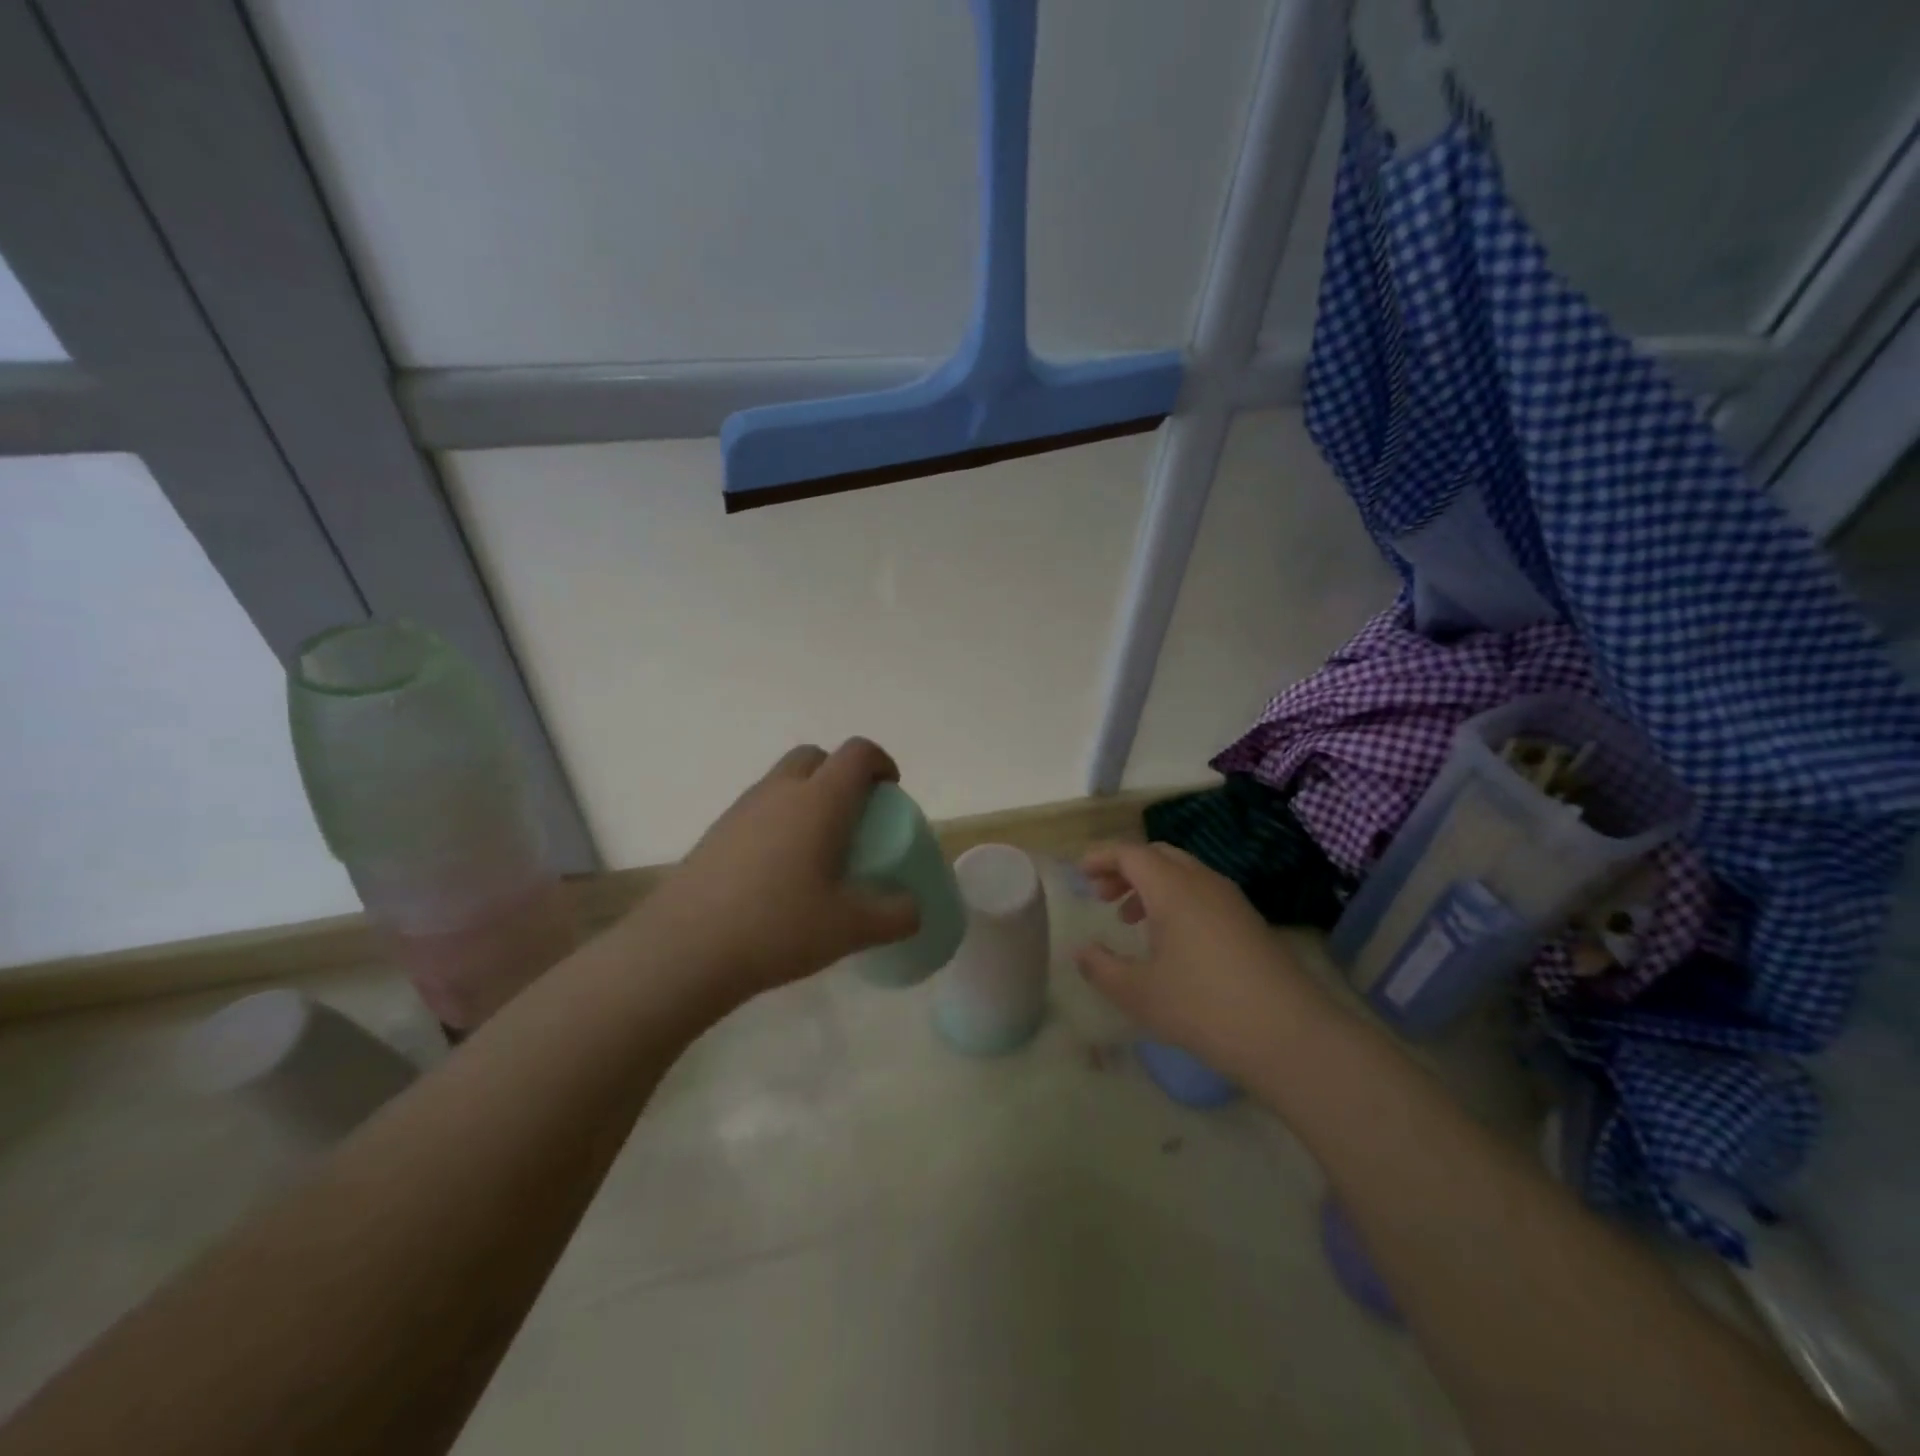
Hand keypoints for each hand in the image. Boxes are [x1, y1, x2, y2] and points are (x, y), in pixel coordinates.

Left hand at [631, 739, 920, 1003]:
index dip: (881, 762)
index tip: (891, 791)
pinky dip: (779, 821)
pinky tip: (779, 871)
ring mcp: (742, 809)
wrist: (685, 948)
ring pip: (783, 781)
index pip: (857, 754)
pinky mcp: (717, 832)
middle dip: (841, 773)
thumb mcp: (850, 928)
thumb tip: (914, 909)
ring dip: (808, 796)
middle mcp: (780, 791)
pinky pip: (759, 808)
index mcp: (820, 801)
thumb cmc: (778, 926)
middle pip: (816, 756)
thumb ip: (895, 916)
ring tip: (818, 848)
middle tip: (854, 816)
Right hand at [1074, 841, 1312, 1080]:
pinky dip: (1176, 900)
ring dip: (1151, 885)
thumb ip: (1101, 968)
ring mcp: (1231, 900)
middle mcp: (1203, 882)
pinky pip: (1203, 892)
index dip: (1101, 858)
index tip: (1081, 874)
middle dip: (1125, 868)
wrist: (1289, 1035)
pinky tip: (1171, 940)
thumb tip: (1081, 951)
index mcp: (1172, 888)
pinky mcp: (1249, 922)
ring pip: (1183, 873)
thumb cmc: (1202, 1007)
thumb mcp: (1138, 993)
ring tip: (1130, 919)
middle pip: (1158, 855)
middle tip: (1102, 895)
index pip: (1130, 853)